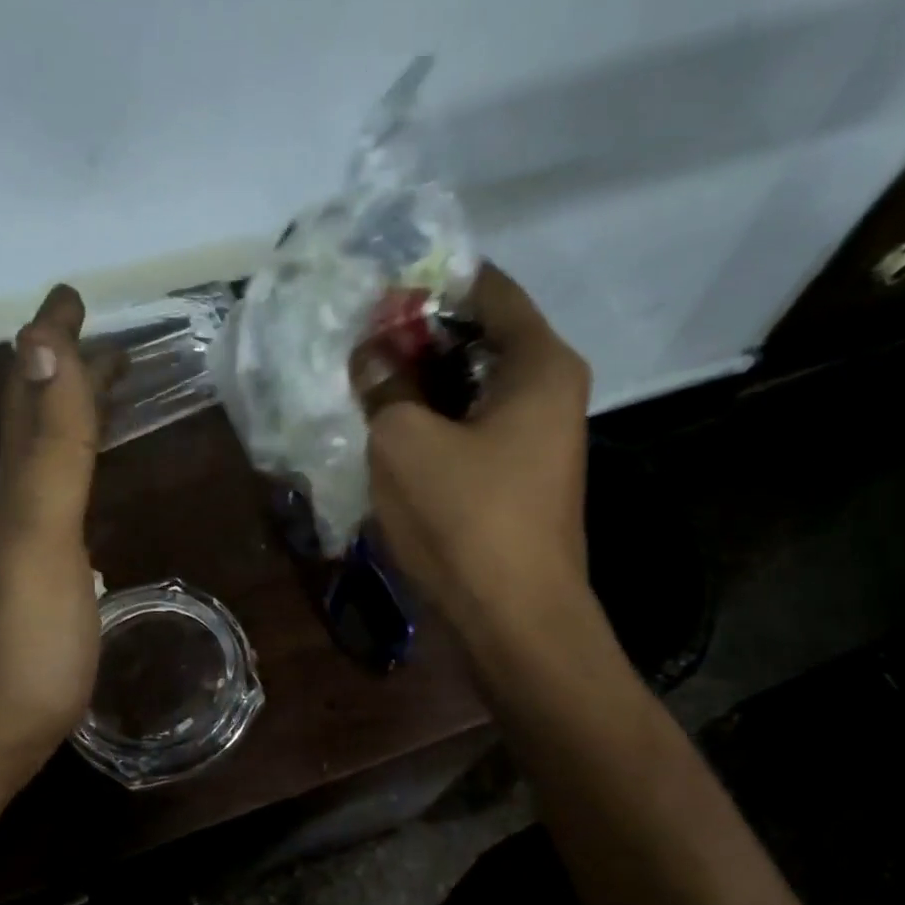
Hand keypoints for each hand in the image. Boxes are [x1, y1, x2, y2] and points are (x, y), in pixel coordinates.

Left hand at [0, 286, 101, 857]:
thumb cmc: (23, 646)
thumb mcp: (40, 539)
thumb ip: (49, 450)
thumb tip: (42, 346)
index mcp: (16, 485)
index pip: (35, 392)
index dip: (53, 340)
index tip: (73, 293)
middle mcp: (13, 505)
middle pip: (35, 420)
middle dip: (64, 369)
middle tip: (99, 335)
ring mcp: (22, 547)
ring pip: (44, 460)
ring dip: (70, 417)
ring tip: (103, 393)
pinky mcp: (38, 584)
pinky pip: (57, 504)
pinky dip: (74, 473)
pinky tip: (85, 486)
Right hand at [363, 264, 590, 646]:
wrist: (512, 622)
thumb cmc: (465, 518)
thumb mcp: (404, 440)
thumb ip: (384, 384)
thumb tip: (370, 356)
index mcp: (538, 363)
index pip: (486, 288)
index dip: (428, 283)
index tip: (374, 291)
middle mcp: (548, 392)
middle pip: (479, 339)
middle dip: (417, 338)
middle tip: (356, 342)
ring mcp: (535, 441)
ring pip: (470, 390)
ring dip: (419, 385)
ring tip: (361, 385)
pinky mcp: (516, 481)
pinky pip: (470, 432)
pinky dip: (433, 425)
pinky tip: (387, 434)